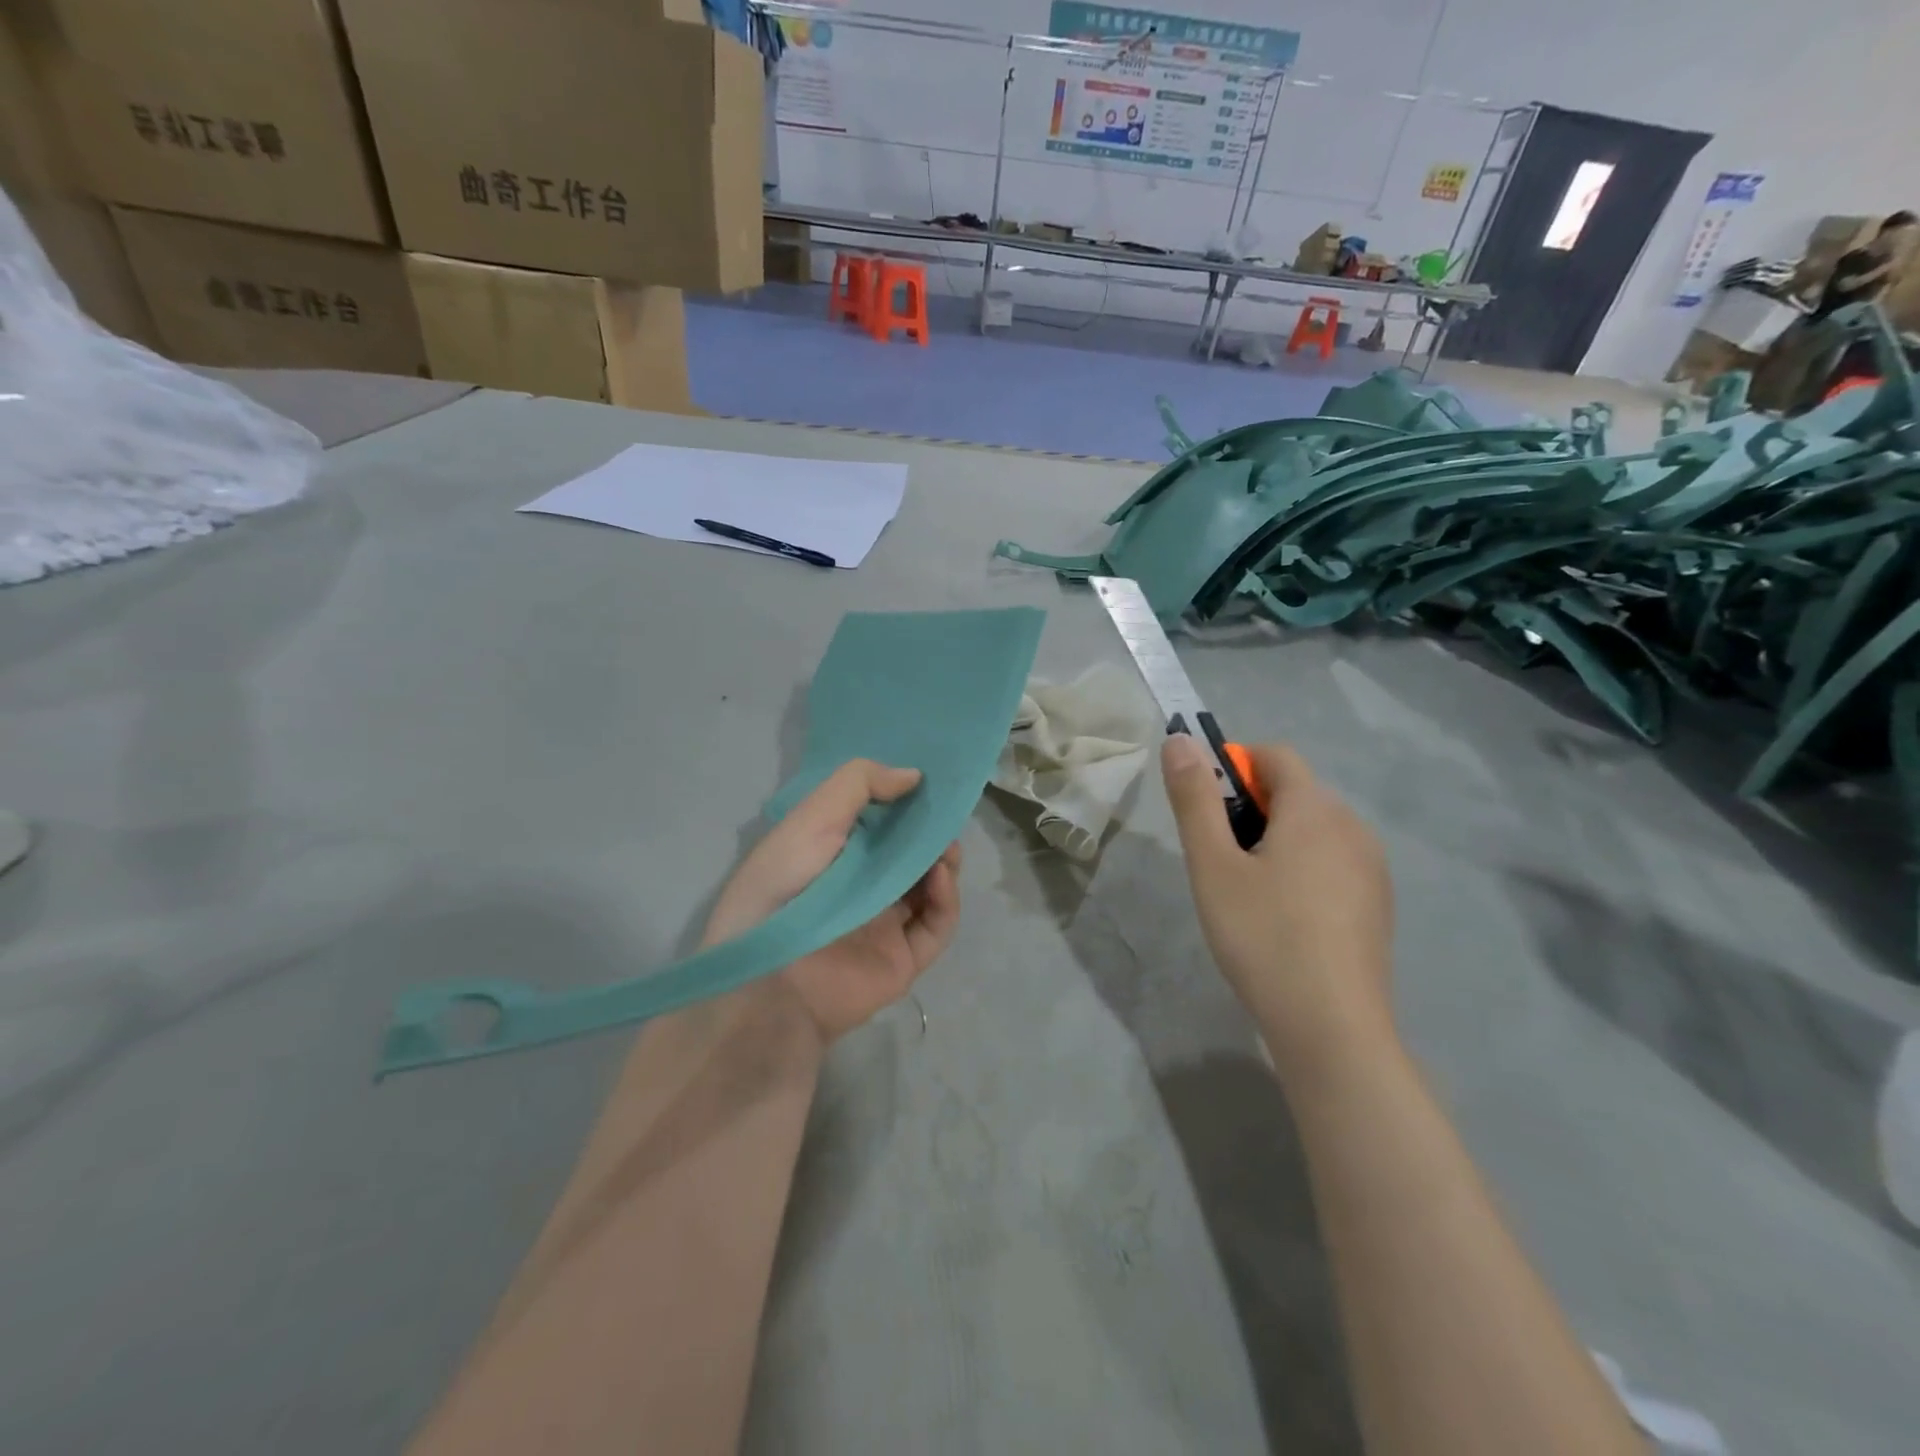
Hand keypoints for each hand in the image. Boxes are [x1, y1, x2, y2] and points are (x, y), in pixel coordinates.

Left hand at [703, 759, 962, 1048]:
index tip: (926, 780)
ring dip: (943, 862)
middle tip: (944, 815)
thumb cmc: (784, 887)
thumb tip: (914, 775)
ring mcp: (883, 924)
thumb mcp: (812, 818)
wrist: (770, 982)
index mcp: (831, 854)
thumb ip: (860, 784)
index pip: (876, 821)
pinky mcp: (903, 958)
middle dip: (929, 832)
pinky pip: (937, 925)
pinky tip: (940, 878)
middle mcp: (859, 887)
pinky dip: (946, 899)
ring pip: (929, 887)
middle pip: (908, 854)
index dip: (902, 800)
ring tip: (946, 847)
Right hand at [1162, 735, 1394, 1085]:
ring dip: (1277, 838)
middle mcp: (1353, 826)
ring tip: (1247, 891)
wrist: (1332, 1027)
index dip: (1234, 766)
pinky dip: (1303, 868)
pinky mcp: (1378, 903)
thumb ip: (1194, 799)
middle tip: (1219, 858)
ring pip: (1315, 829)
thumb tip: (1179, 740)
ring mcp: (1373, 867)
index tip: (1206, 809)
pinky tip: (1284, 917)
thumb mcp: (1213, 865)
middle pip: (1296, 792)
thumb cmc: (1262, 936)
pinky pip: (1334, 861)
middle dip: (1252, 807)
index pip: (1275, 756)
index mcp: (1315, 809)